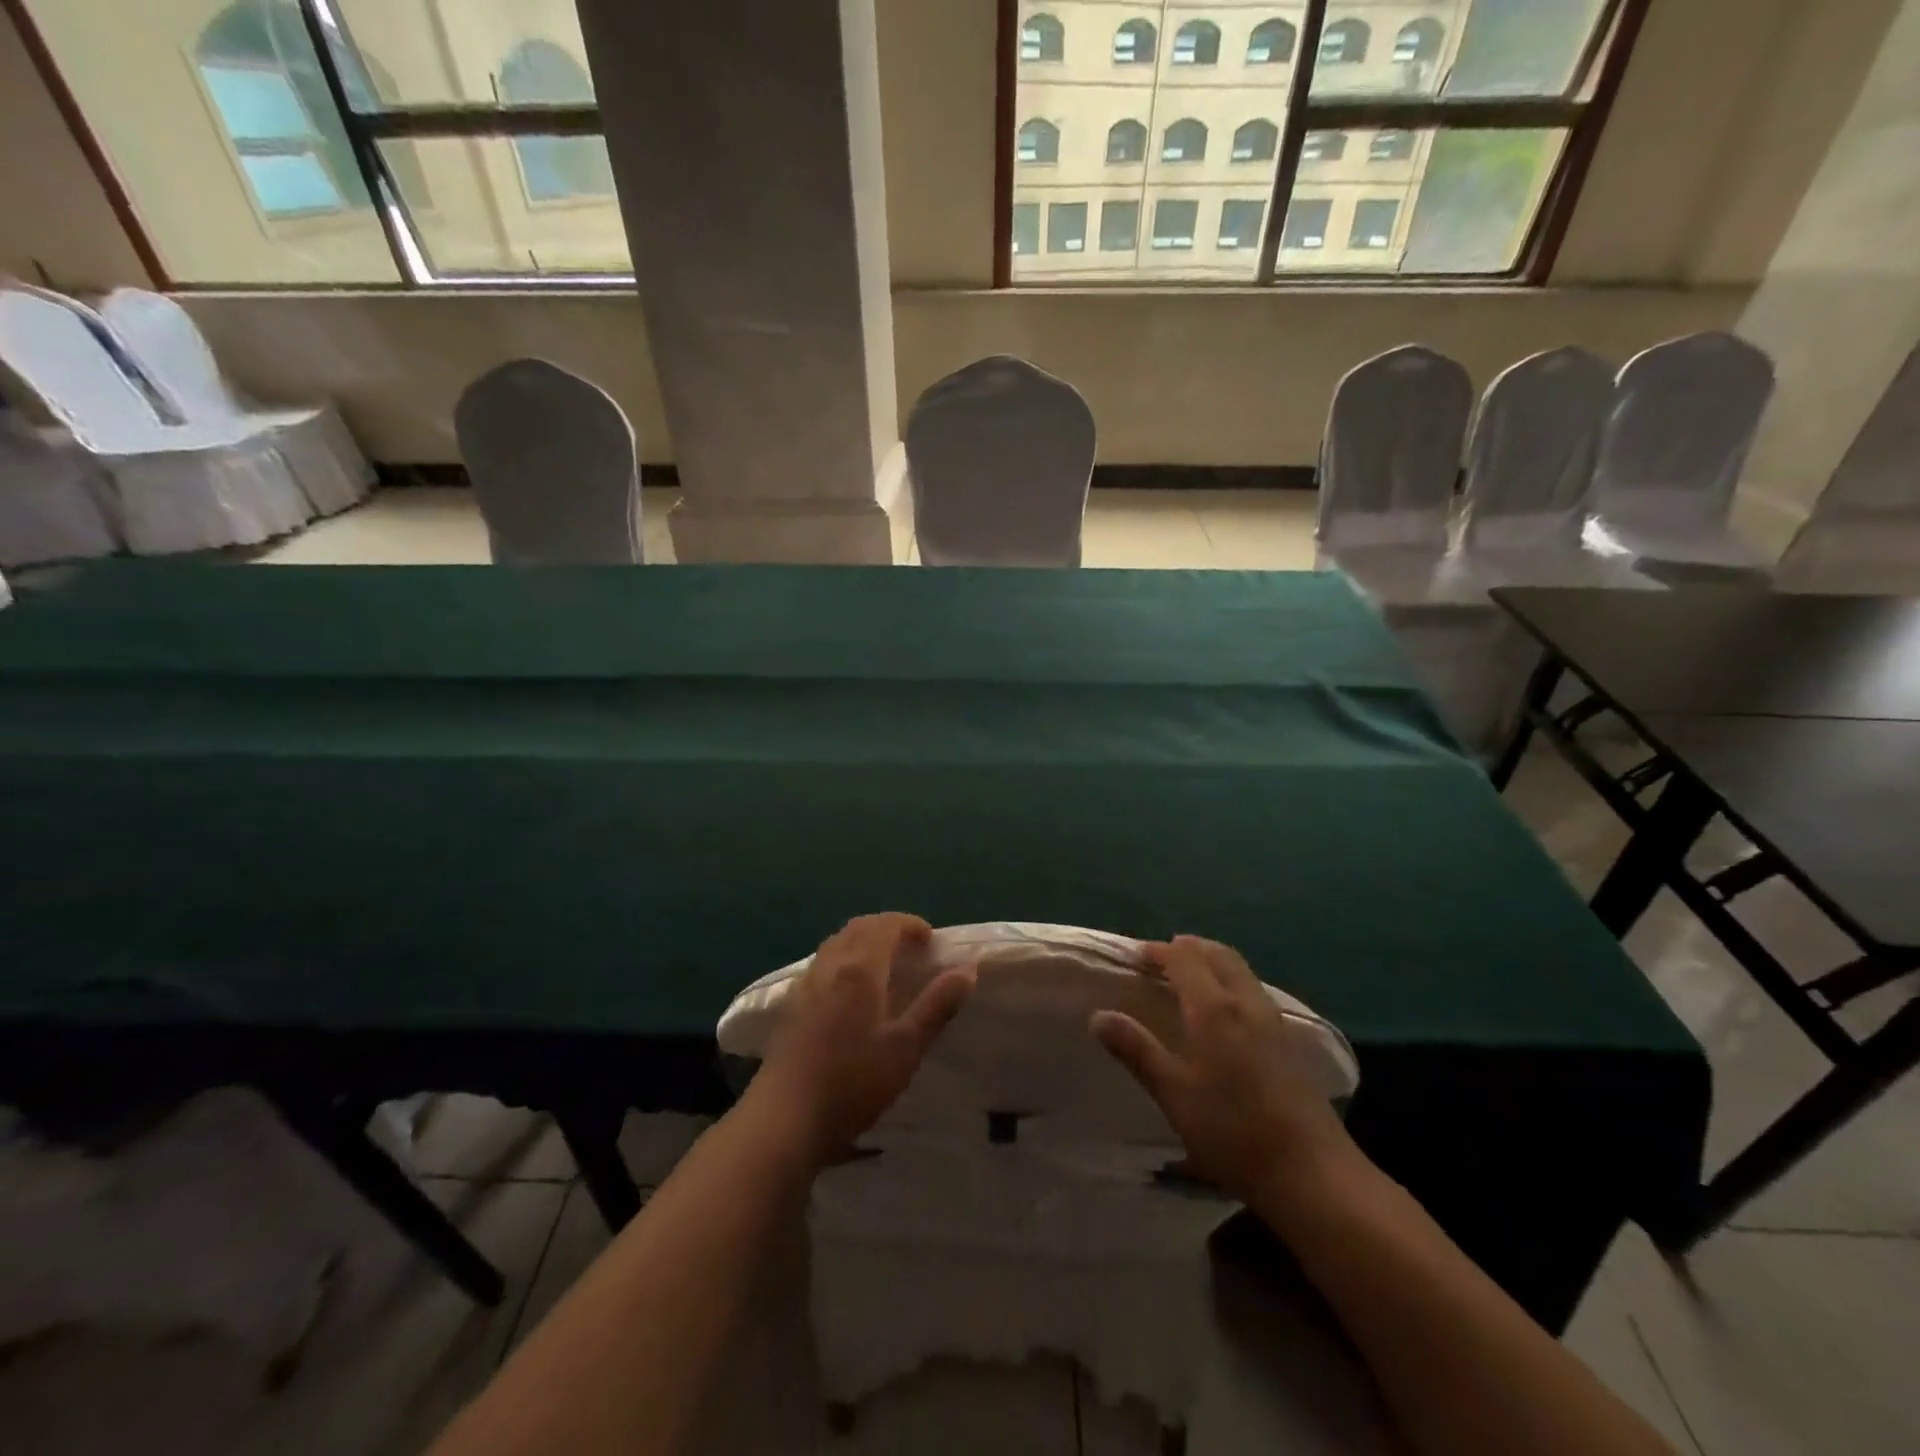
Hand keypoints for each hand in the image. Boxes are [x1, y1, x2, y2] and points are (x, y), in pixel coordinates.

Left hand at [749, 913, 974, 1165]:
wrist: (785, 1119)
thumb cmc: (853, 1082)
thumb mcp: (906, 1047)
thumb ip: (937, 1005)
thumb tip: (968, 968)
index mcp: (860, 968)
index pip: (886, 925)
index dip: (910, 925)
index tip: (930, 941)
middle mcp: (830, 965)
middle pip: (859, 927)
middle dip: (887, 928)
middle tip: (911, 948)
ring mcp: (806, 984)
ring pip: (837, 943)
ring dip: (863, 941)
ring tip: (885, 966)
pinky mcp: (791, 1005)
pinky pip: (823, 963)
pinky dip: (844, 959)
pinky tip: (851, 992)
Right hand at [1092, 935, 1353, 1206]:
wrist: (1312, 1173)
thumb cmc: (1233, 1131)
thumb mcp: (1174, 1094)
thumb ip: (1137, 1051)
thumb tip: (1099, 1016)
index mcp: (1214, 1008)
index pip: (1184, 957)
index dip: (1159, 951)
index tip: (1136, 957)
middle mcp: (1246, 1002)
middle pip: (1218, 954)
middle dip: (1188, 948)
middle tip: (1161, 960)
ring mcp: (1272, 1020)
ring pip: (1239, 970)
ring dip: (1212, 962)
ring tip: (1188, 979)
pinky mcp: (1288, 1041)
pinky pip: (1252, 989)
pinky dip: (1230, 981)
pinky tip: (1222, 1012)